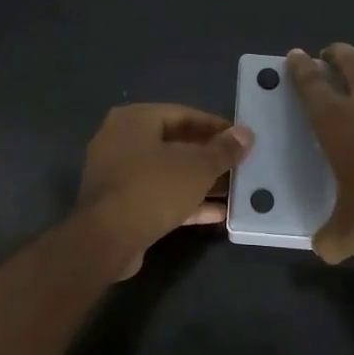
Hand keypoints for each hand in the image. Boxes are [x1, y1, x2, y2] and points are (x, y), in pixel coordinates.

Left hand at [76, 104, 254, 277]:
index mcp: (134, 120)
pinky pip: (158, 196)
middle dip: (209, 157)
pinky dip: (185, 201)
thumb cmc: (153, 189)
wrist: (107, 240)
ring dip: (200, 182)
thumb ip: (223, 150)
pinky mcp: (120, 204)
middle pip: (174, 144)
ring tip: (234, 190)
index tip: (241, 138)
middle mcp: (121, 141)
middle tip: (239, 165)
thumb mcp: (197, 167)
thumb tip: (246, 134)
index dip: (215, 126)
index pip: (183, 114)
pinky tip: (217, 213)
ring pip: (167, 172)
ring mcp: (118, 174)